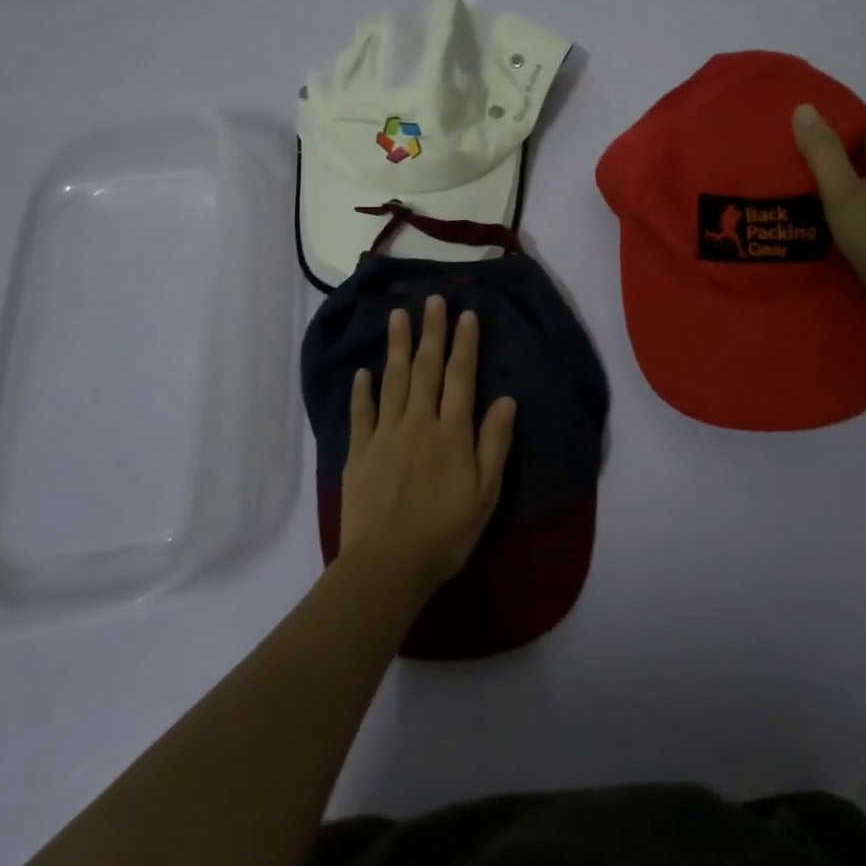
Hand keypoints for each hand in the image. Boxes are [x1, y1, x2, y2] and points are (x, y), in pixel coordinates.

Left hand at [338, 296, 515, 602]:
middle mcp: (418, 422)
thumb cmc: (444, 533)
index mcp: (451, 432)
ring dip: (397, 346)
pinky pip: (361, 413)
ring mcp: (385, 435)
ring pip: (392, 381)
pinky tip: (362, 371)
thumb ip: (494, 443)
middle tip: (432, 299)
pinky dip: (361, 390)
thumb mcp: (485, 493)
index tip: (466, 314)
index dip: (464, 344)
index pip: (460, 377)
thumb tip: (505, 399)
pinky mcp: (359, 452)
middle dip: (431, 332)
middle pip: (426, 368)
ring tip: (398, 316)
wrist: (386, 565)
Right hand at [792, 104, 865, 312]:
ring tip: (794, 172)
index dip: (829, 119)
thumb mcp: (842, 192)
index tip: (795, 126)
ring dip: (833, 169)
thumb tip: (804, 108)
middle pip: (861, 142)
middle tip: (787, 149)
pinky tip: (817, 200)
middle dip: (827, 144)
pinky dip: (843, 189)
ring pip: (862, 167)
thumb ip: (822, 150)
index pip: (862, 118)